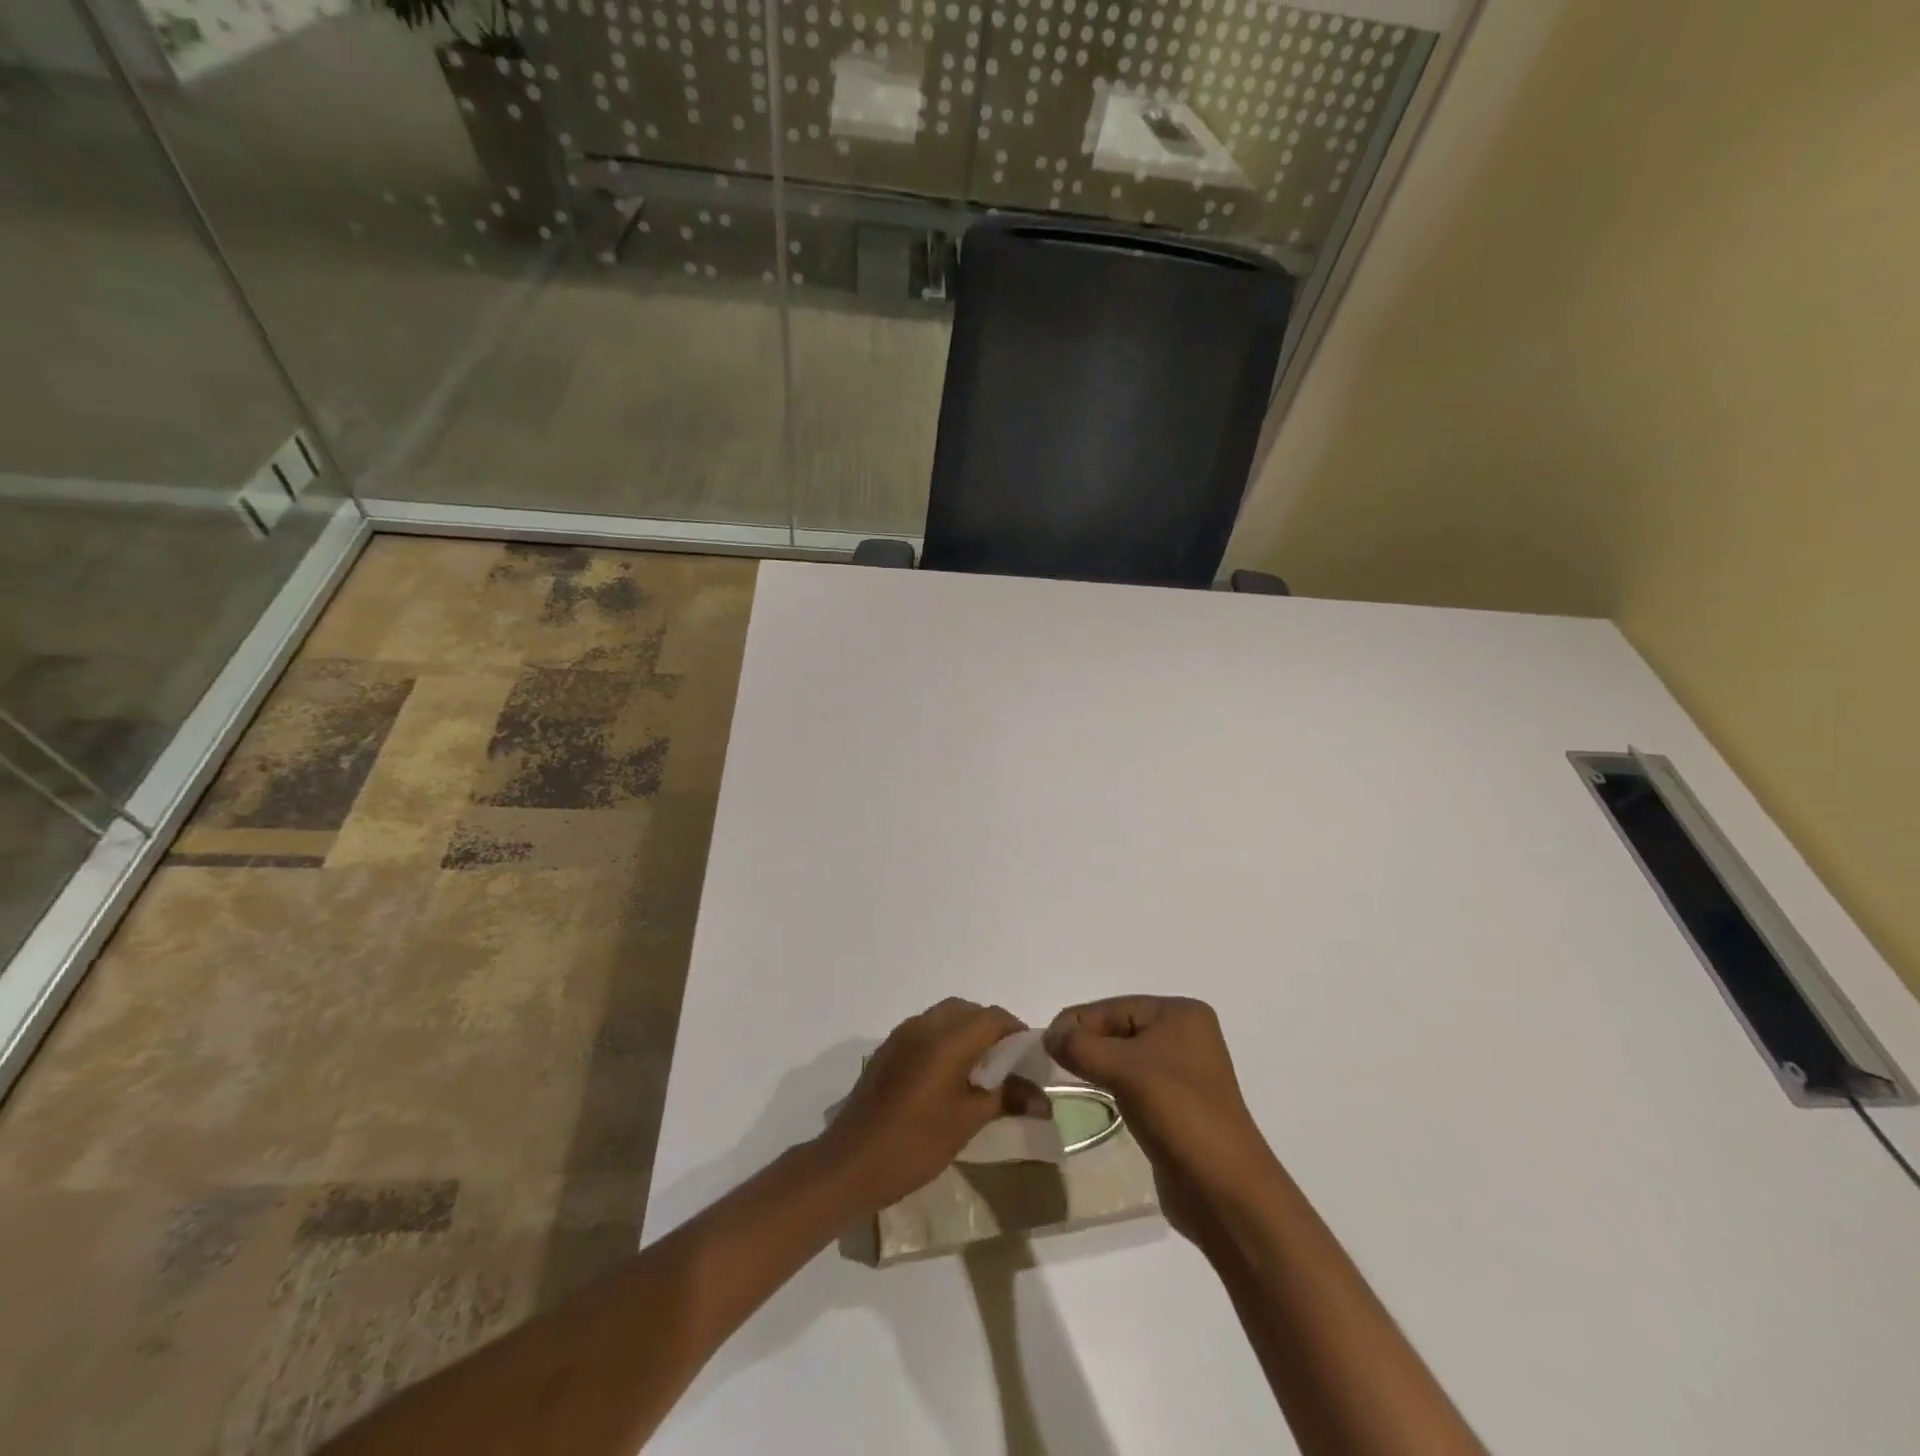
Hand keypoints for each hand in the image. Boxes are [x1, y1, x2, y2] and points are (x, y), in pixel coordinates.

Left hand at [819, 998, 1038, 1212]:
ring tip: (980, 1072)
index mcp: (946, 1038)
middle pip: (968, 1011)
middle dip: (991, 1029)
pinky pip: (925, 1031)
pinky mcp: (887, 1051)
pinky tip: (948, 1077)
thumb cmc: (914, 1143)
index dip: (1016, 1032)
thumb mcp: (967, 1121)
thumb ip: (1006, 1098)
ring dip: (967, 1033)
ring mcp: (901, 1036)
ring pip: (944, 1017)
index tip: (1031, 1058)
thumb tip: (1043, 1099)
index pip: (992, 1017)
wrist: (849, 1164)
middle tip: (1008, 1064)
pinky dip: (945, 1041)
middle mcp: (923, 1026)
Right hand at [1044, 996, 1277, 1240]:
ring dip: (1096, 1064)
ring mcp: (1182, 1071)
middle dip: (1086, 1042)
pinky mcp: (1176, 1104)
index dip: (1077, 1022)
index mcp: (1180, 1014)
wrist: (1225, 1191)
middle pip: (1118, 1028)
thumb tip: (1049, 1036)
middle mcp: (1185, 1034)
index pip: (1114, 1007)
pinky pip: (1133, 1081)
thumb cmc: (1178, 1114)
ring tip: (1066, 1076)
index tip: (1042, 1043)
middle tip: (1049, 1060)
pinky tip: (1093, 1094)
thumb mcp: (1123, 1070)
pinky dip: (1110, 1084)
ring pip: (1124, 1056)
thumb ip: (1080, 1046)